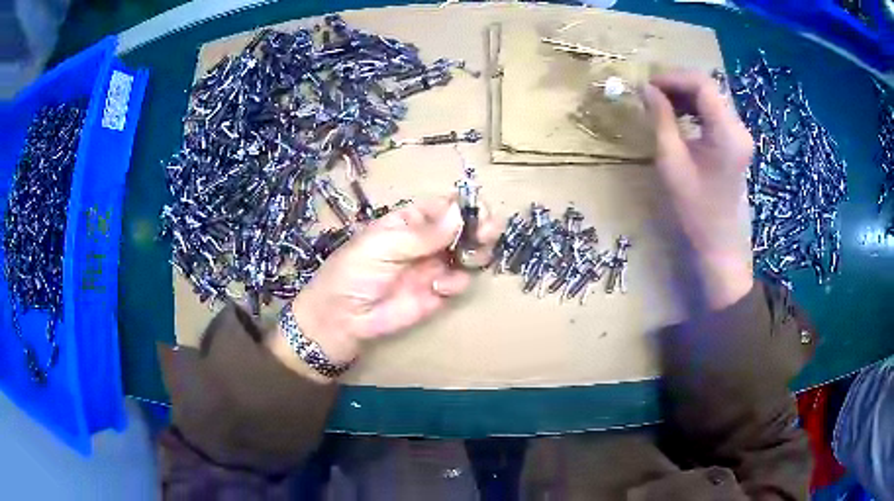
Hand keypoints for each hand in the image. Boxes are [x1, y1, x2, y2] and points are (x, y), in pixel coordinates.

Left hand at [278, 197, 499, 371]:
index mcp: (411, 220)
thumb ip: (423, 234)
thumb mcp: (383, 245)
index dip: (465, 206)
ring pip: (469, 253)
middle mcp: (428, 241)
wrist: (344, 317)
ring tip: (466, 258)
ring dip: (476, 253)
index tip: (480, 211)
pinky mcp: (439, 293)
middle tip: (488, 232)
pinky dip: (457, 282)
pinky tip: (439, 287)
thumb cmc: (354, 271)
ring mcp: (435, 266)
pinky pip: (461, 282)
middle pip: (465, 228)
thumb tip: (459, 213)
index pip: (446, 206)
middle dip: (480, 227)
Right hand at [641, 71, 754, 308]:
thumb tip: (646, 88)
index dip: (673, 77)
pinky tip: (678, 115)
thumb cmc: (694, 208)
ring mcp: (740, 135)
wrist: (717, 242)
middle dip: (677, 83)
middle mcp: (739, 128)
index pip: (702, 85)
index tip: (648, 84)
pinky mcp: (736, 142)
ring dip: (685, 94)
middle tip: (650, 92)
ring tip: (660, 102)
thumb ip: (661, 119)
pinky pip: (714, 112)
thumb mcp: (671, 161)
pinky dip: (694, 108)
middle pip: (708, 88)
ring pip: (711, 97)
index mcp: (727, 133)